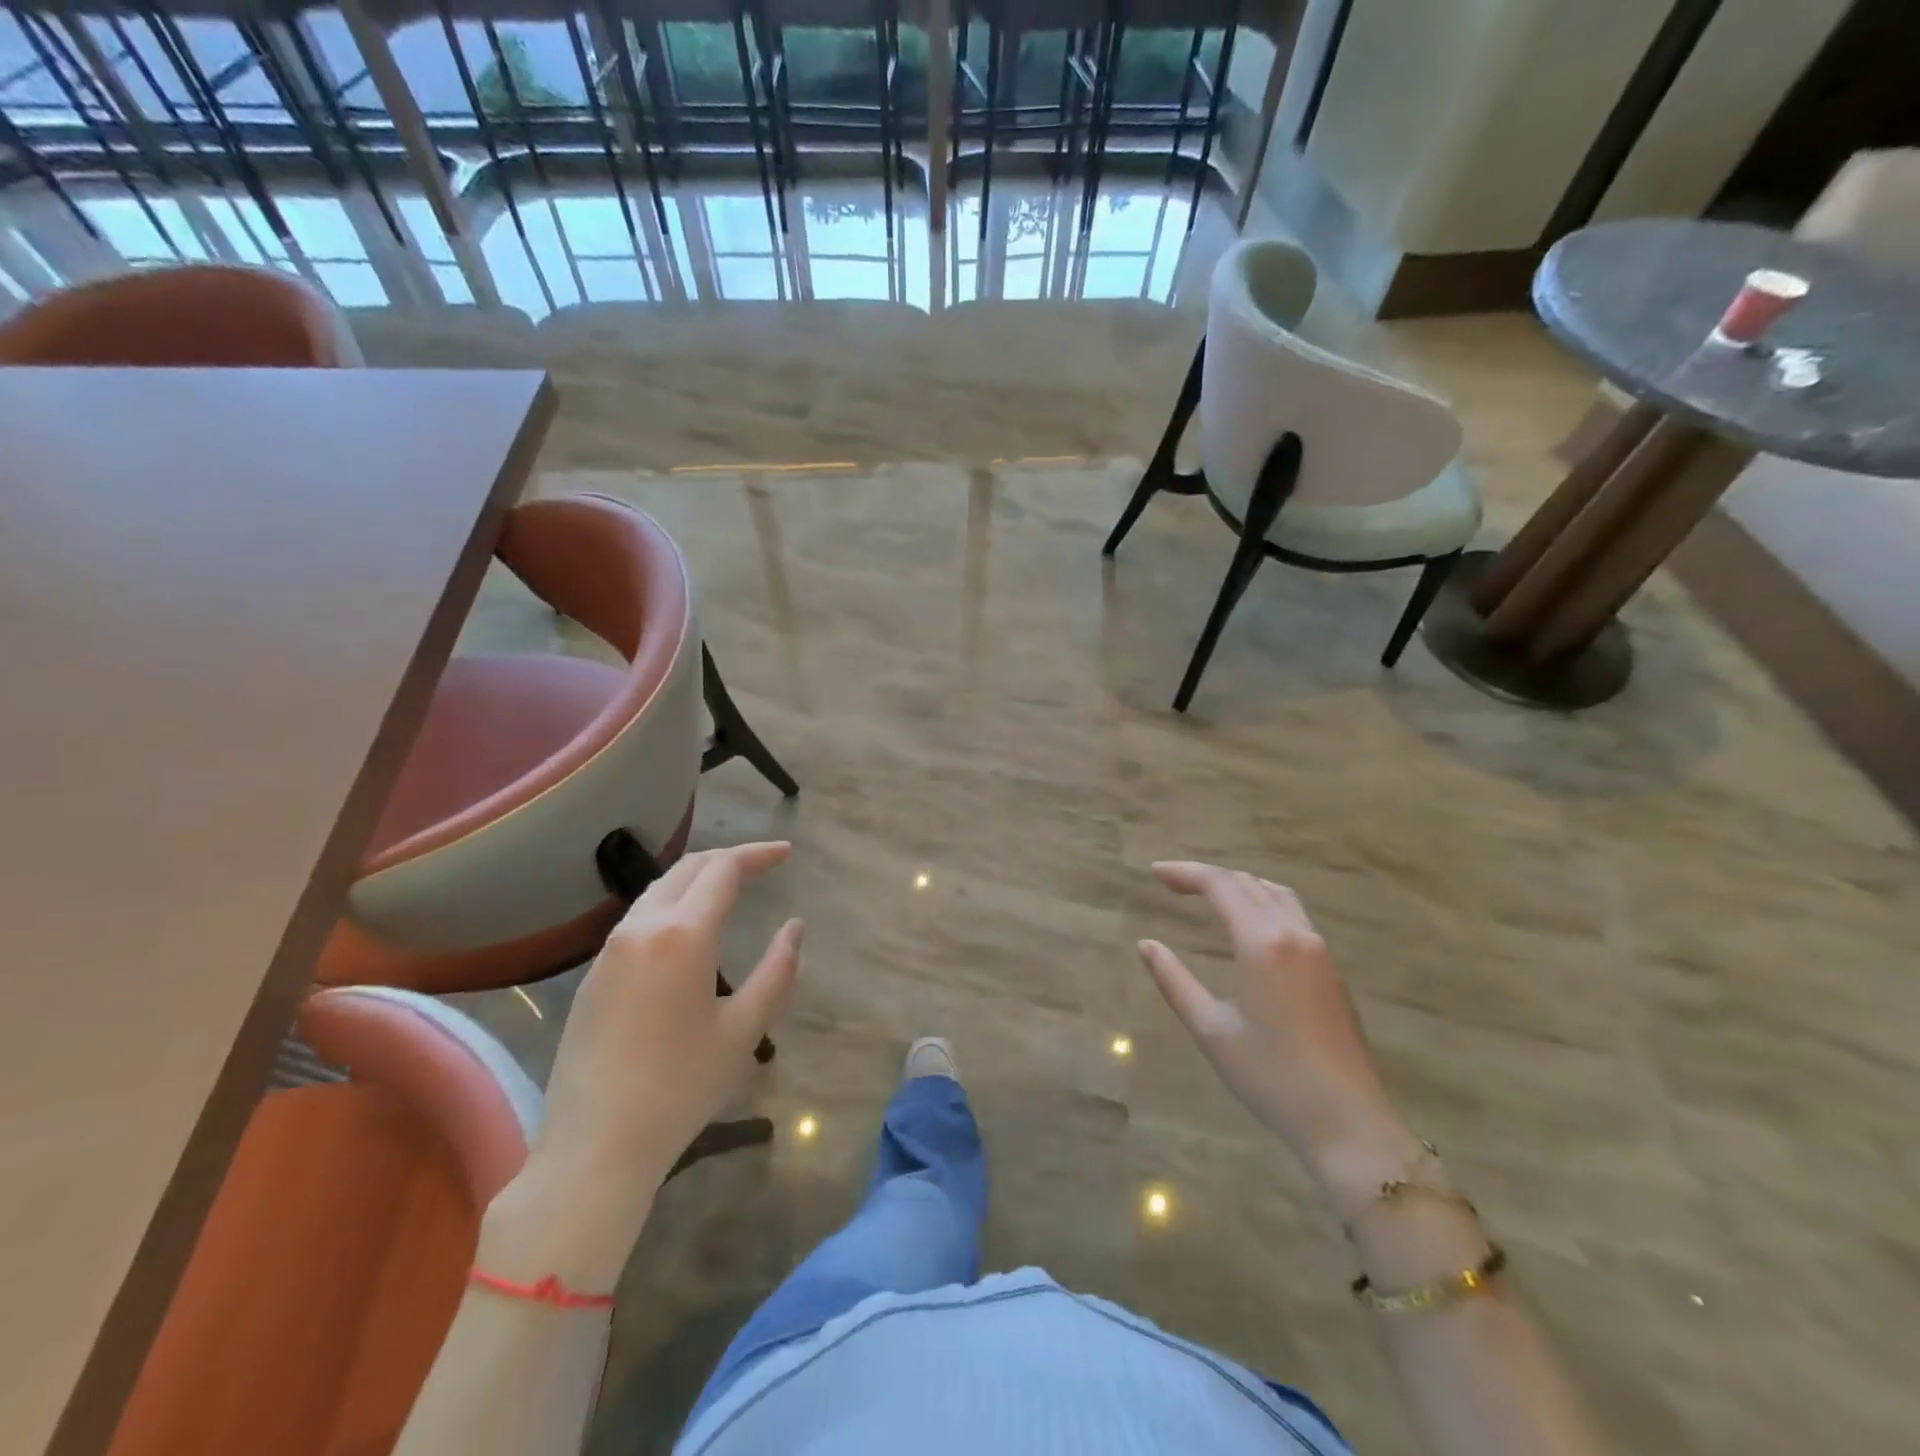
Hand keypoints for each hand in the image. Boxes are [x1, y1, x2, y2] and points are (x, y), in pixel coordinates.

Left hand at [485, 842, 801, 1288]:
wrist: (595, 1145)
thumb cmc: (681, 1087)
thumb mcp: (744, 1030)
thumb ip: (777, 971)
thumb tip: (794, 928)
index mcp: (683, 935)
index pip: (723, 869)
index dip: (757, 854)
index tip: (786, 854)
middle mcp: (642, 928)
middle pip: (687, 868)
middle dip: (728, 858)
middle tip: (763, 864)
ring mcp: (610, 950)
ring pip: (658, 890)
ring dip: (696, 878)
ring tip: (729, 888)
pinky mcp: (593, 975)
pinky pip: (638, 919)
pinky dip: (672, 904)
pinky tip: (687, 930)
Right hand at [1137, 861, 1419, 1201]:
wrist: (1347, 1122)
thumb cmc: (1271, 1077)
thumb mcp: (1210, 1030)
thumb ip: (1174, 981)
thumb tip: (1147, 944)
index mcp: (1262, 943)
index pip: (1220, 886)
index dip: (1184, 873)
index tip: (1154, 873)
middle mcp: (1294, 933)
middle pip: (1247, 882)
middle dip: (1206, 876)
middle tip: (1170, 883)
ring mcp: (1319, 949)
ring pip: (1275, 893)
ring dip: (1238, 884)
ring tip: (1206, 894)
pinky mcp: (1331, 968)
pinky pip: (1293, 912)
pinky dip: (1262, 900)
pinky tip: (1247, 921)